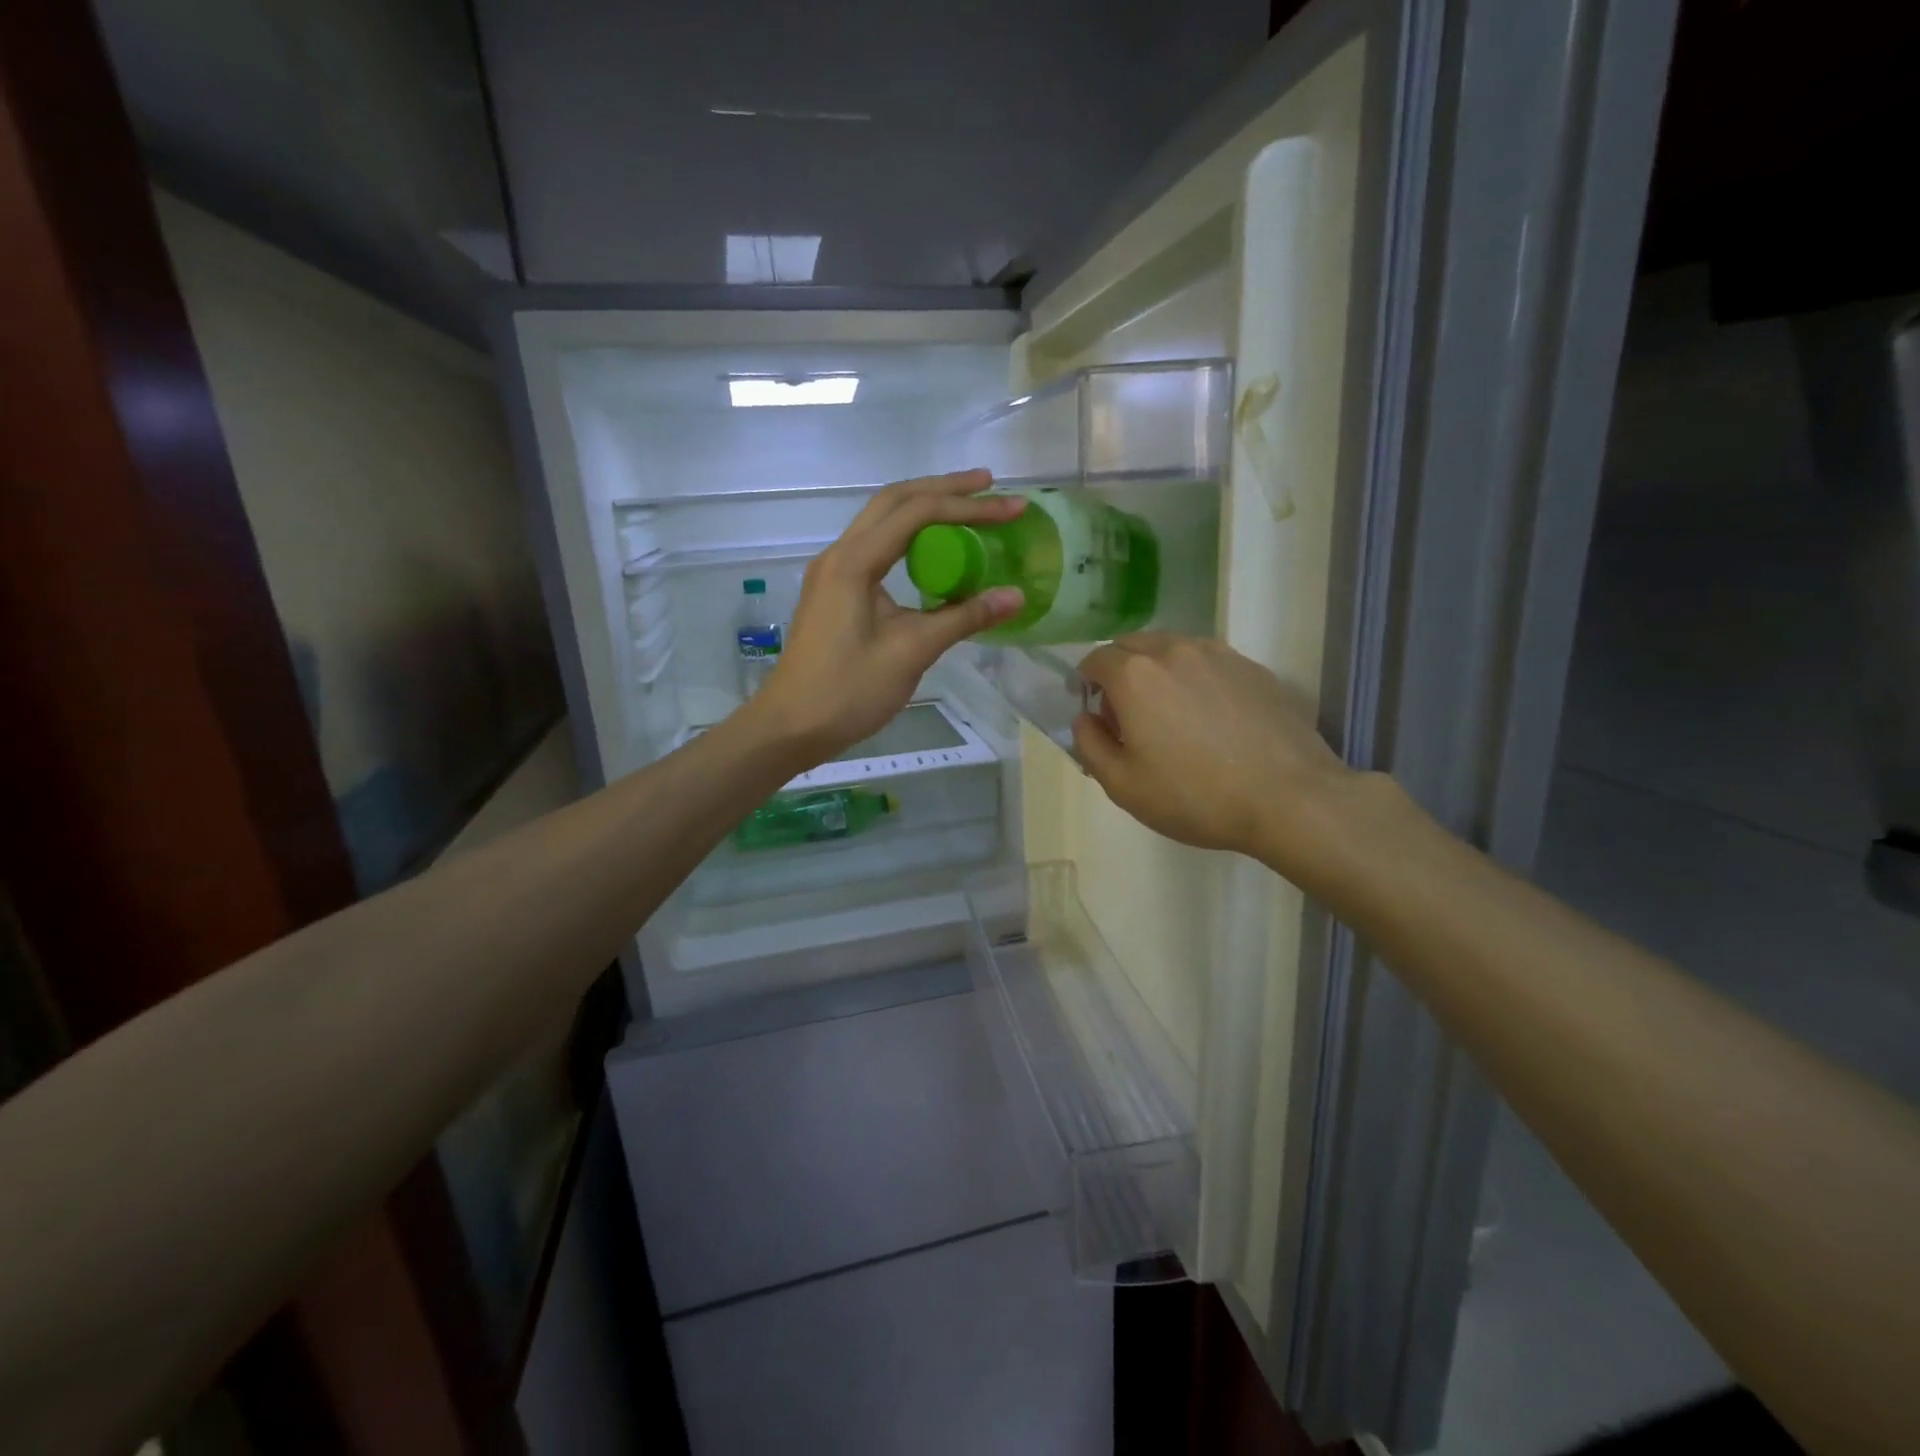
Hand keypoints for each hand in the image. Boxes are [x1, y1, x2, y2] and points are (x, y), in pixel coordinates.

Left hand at [748, 470, 1025, 759]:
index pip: (917, 513)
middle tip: (989, 485)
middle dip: (944, 489)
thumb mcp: (912, 652)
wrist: (791, 726)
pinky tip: (933, 551)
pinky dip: (909, 538)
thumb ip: (963, 618)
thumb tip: (1015, 596)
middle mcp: (840, 555)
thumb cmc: (849, 691)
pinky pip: (876, 548)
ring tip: (967, 508)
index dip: (968, 507)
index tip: (1012, 508)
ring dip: (924, 509)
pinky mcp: (834, 591)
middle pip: (894, 501)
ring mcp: (833, 572)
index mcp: (854, 562)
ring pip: (881, 521)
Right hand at [1072, 634, 1358, 872]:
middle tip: (1127, 715)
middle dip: (1118, 671)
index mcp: (1135, 675)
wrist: (1288, 798)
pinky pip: (1206, 660)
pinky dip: (1193, 676)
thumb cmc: (1194, 796)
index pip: (1094, 659)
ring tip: (1169, 713)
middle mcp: (1173, 650)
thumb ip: (1089, 744)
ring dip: (1156, 670)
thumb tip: (1085, 718)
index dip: (1085, 683)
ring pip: (1171, 648)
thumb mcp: (1122, 785)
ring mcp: (1218, 654)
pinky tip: (1208, 717)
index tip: (1092, 711)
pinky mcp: (1252, 667)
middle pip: (1131, 645)